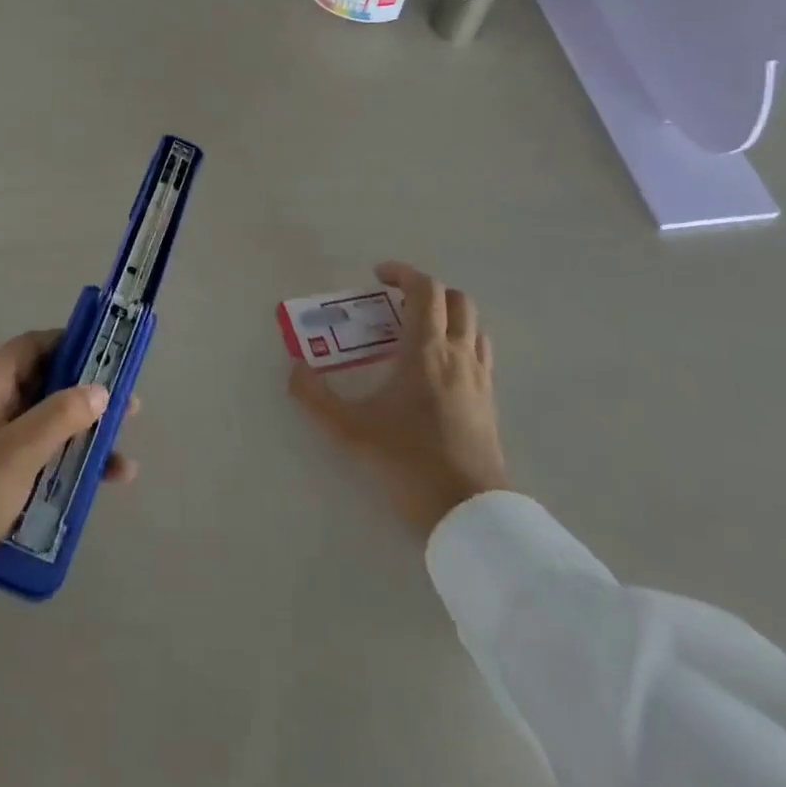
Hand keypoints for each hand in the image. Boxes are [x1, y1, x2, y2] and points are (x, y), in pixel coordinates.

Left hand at [0, 329, 135, 613]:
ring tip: (122, 455)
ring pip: (49, 426)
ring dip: (86, 435)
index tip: (106, 353)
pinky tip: (101, 486)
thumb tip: (99, 389)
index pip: (31, 347)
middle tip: (128, 407)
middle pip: (47, 386)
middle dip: (88, 395)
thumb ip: (59, 417)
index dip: (67, 342)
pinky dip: (71, 466)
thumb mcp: (17, 453)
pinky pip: (44, 460)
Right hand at [289, 263, 509, 536]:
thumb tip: (295, 368)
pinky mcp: (490, 402)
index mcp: (426, 351)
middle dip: (427, 290)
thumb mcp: (350, 431)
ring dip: (448, 315)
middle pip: (456, 300)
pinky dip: (461, 342)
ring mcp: (480, 378)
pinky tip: (439, 367)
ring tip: (418, 330)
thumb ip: (315, 397)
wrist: (469, 513)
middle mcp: (458, 355)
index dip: (402, 273)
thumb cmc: (409, 462)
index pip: (426, 290)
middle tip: (396, 302)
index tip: (378, 276)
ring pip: (473, 325)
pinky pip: (480, 353)